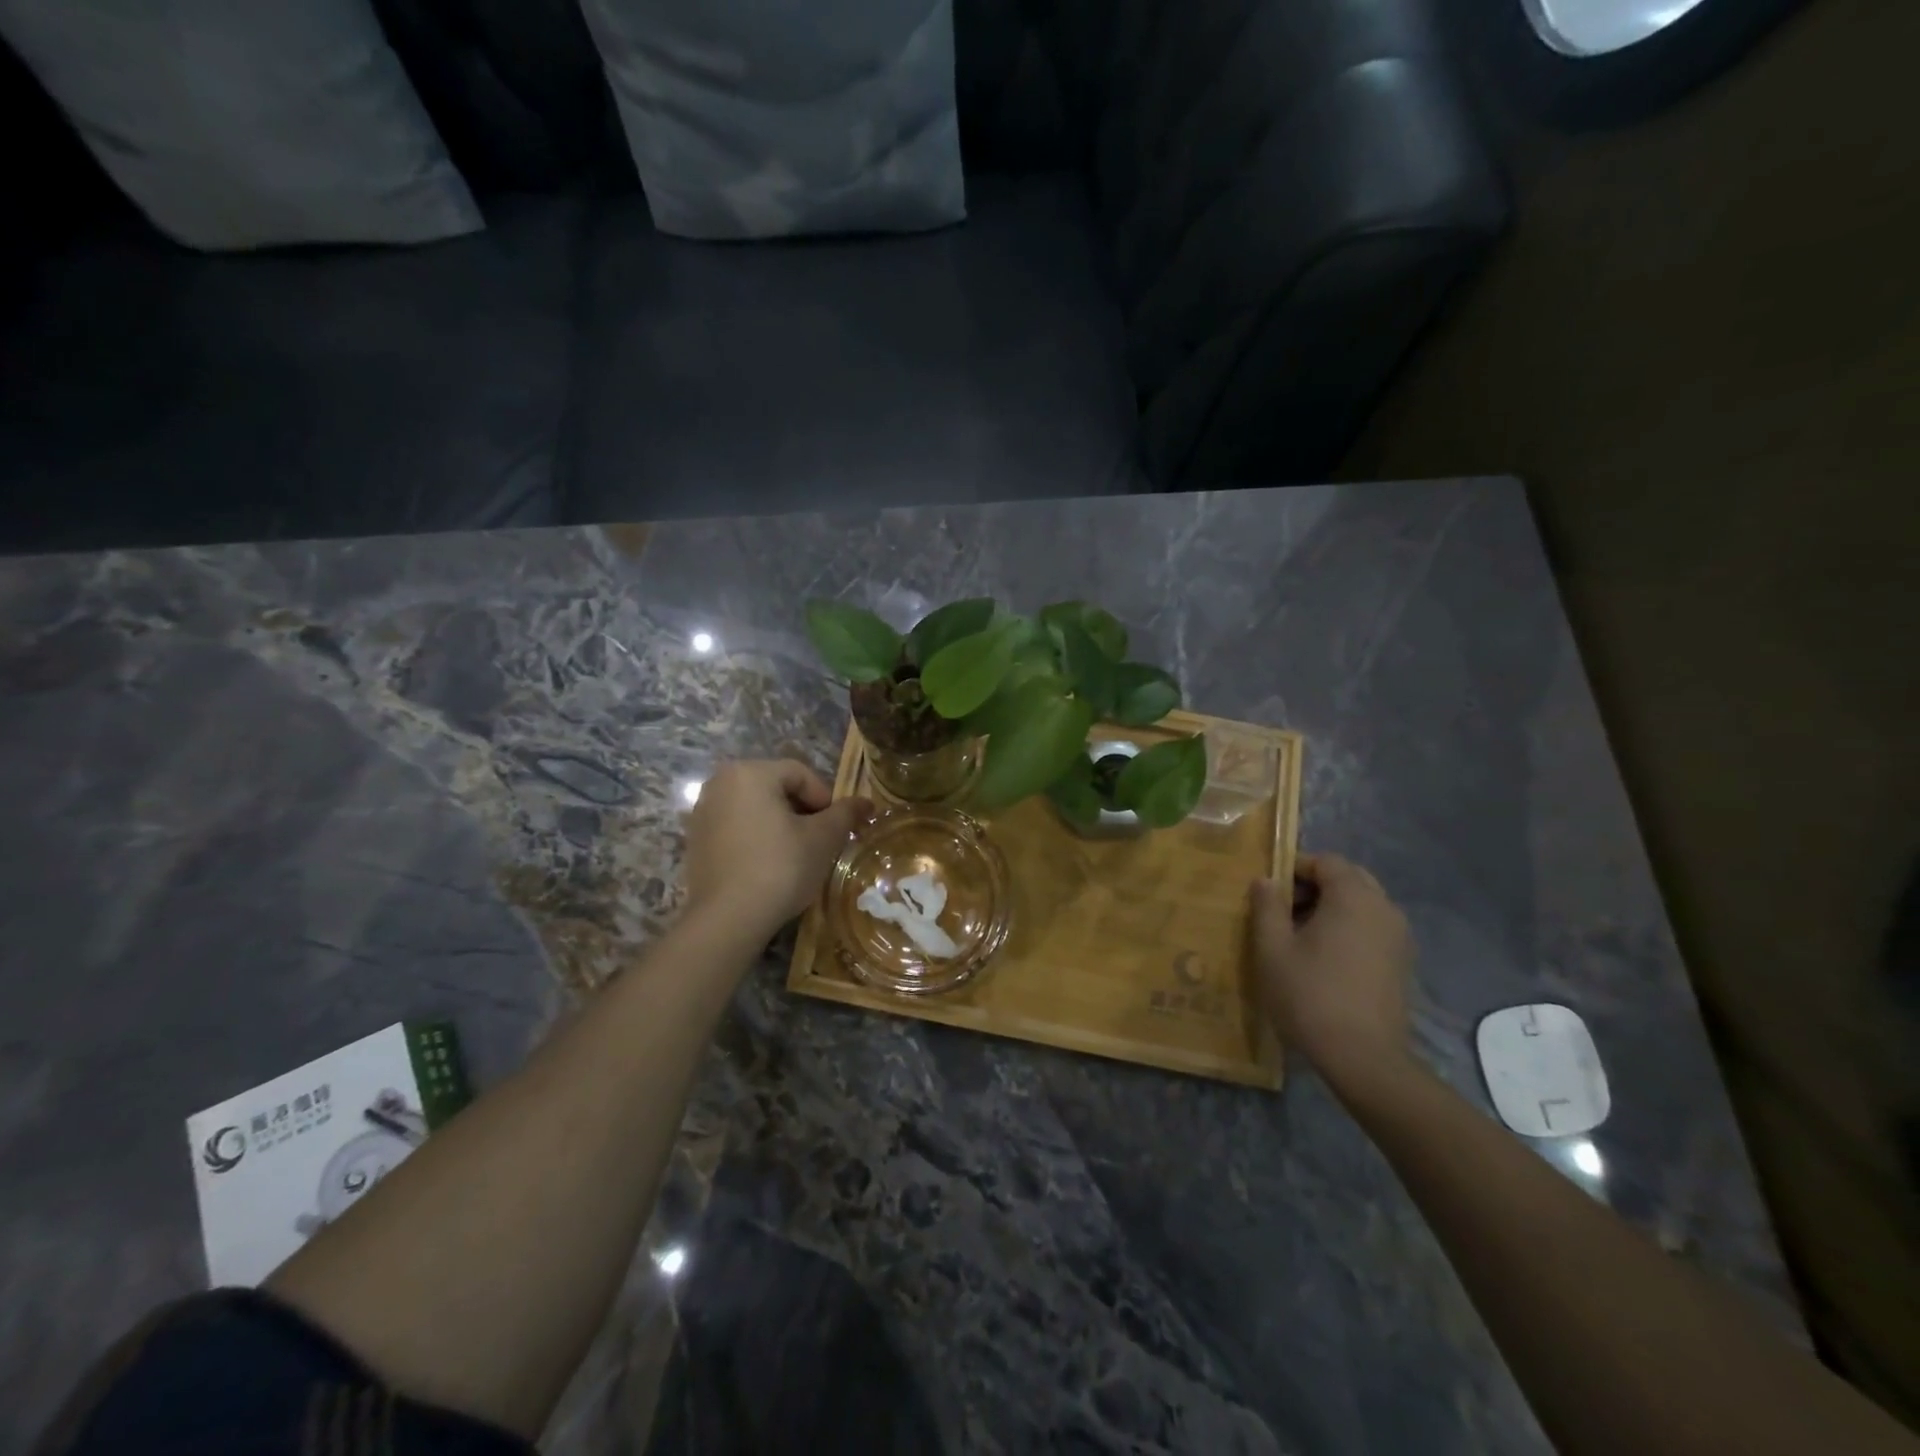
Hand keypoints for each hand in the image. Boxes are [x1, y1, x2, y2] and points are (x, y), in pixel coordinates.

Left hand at [682, 760, 870, 936]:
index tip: (837, 829)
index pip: (801, 774)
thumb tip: (867, 803)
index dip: (826, 799)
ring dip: (781, 825)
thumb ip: (846, 814)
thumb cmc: (781, 867)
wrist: (727, 919)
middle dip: (804, 811)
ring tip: (797, 855)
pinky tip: (769, 866)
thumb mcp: (823, 839)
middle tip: (821, 841)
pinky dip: (757, 838)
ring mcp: (703, 811)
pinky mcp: (695, 840)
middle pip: (776, 788)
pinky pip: (736, 827)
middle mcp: (720, 783)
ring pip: (756, 808)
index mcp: (750, 773)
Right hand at [1249, 854, 1414, 1092]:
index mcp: (1353, 897)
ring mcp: (1399, 937)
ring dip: (1332, 908)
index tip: (1270, 891)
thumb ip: (1267, 906)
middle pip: (1349, 878)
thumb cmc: (1310, 995)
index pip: (1326, 861)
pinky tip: (1326, 959)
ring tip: (1302, 936)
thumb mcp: (1272, 948)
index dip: (1295, 868)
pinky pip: (1373, 928)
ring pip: (1363, 904)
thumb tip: (1265, 880)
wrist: (1363, 1058)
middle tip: (1285, 911)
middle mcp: (1384, 908)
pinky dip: (1349, 929)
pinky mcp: (1403, 963)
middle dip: (1316, 886)